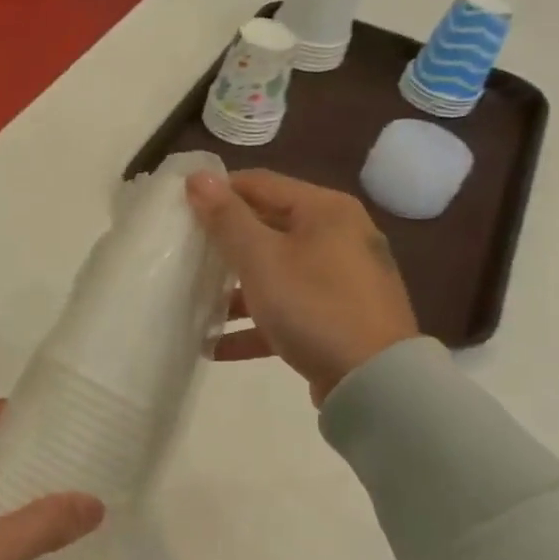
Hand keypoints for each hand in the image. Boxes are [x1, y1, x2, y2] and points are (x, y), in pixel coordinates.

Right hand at [186, 169, 419, 404]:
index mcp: (325, 210)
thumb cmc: (313, 305)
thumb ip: (226, 218)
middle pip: (269, 227)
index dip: (218, 192)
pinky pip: (289, 311)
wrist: (376, 382)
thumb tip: (197, 177)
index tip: (181, 210)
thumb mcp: (261, 259)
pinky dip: (256, 323)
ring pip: (277, 272)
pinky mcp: (340, 319)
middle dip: (225, 244)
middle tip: (185, 255)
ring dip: (237, 289)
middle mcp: (339, 236)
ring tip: (197, 304)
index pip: (260, 183)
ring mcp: (343, 280)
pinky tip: (217, 346)